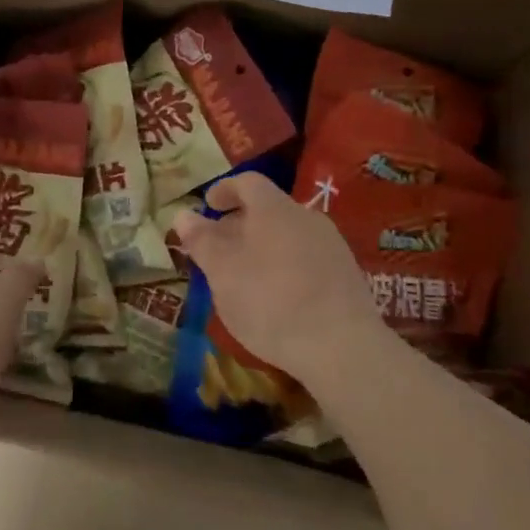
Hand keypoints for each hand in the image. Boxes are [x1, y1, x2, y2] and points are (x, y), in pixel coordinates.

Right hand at [172, 172, 379, 380]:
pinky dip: (285, 265)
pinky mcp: (347, 275)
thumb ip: (201, 240)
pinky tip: (277, 296)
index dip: (224, 190)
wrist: (343, 348)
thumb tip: (182, 215)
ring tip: (245, 275)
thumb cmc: (271, 301)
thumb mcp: (222, 272)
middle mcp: (306, 217)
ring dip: (263, 246)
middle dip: (240, 223)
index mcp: (274, 209)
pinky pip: (307, 257)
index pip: (247, 182)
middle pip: (268, 209)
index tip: (207, 206)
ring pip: (288, 234)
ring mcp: (332, 246)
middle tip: (219, 247)